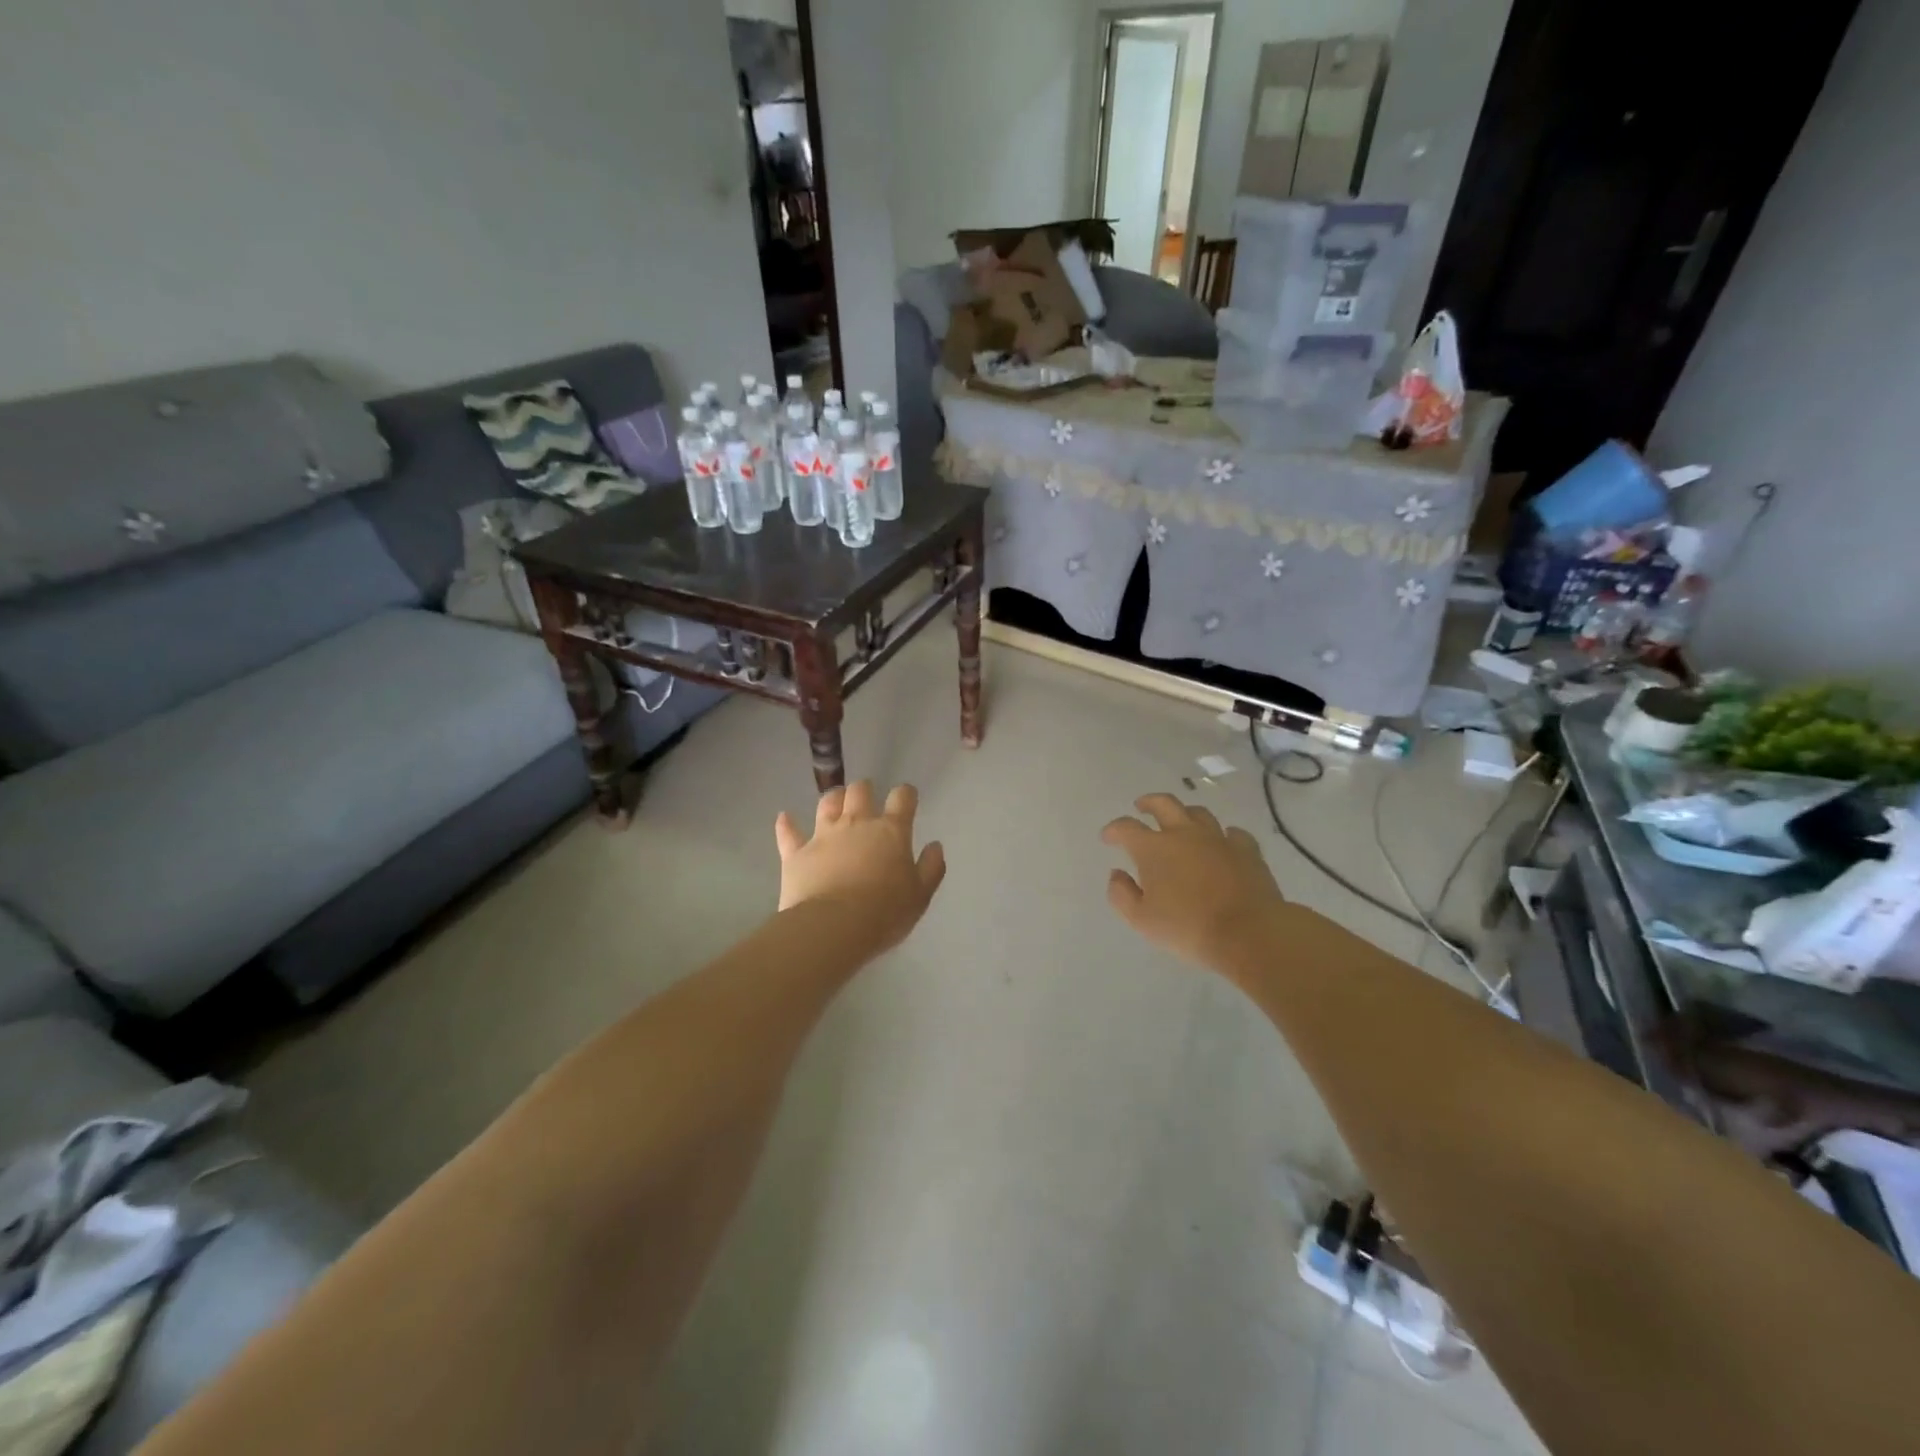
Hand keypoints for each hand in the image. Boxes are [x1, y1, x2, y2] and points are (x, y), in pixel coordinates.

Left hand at [774, 781, 946, 952]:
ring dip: (833, 799)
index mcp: (890, 831)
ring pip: (827, 803)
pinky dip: (786, 824)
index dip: (906, 794)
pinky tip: (784, 817)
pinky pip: (789, 832)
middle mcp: (856, 823)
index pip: (902, 798)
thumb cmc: (884, 913)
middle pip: (860, 791)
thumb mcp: (920, 895)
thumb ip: (930, 867)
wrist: (833, 928)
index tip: (907, 798)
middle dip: (865, 790)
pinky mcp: (796, 853)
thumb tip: (935, 846)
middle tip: (867, 799)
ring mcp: (823, 835)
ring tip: (836, 802)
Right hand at [1101, 793, 1286, 968]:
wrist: (1248, 933)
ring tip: (1180, 822)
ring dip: (1185, 814)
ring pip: (1198, 813)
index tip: (1107, 837)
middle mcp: (1184, 834)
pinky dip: (1224, 835)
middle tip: (1141, 806)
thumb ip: (1121, 894)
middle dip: (1148, 802)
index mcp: (1153, 848)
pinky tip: (1222, 843)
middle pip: (1164, 804)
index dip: (1113, 829)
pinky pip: (1233, 833)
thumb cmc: (1187, 927)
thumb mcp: (1141, 920)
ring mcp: (1218, 838)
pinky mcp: (1247, 850)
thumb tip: (1117, 874)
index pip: (1126, 827)